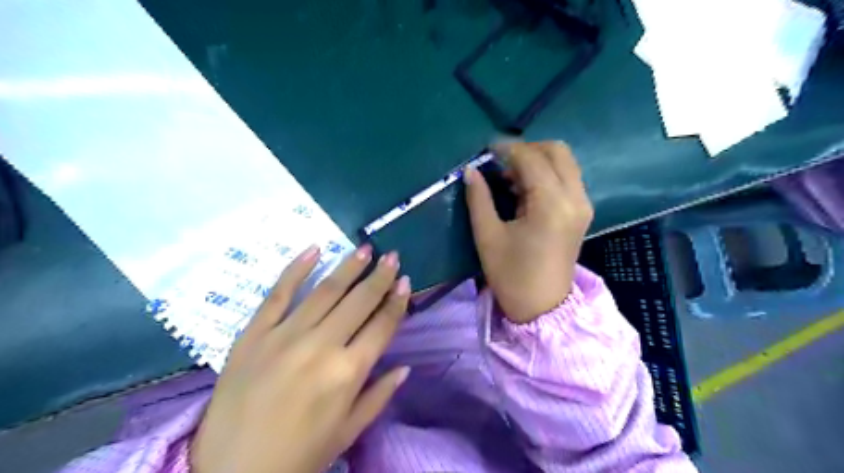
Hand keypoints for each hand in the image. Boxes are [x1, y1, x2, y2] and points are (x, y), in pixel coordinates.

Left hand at [192, 243, 413, 472]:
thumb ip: (379, 395)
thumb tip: (405, 367)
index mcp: (348, 372)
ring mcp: (285, 335)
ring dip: (348, 266)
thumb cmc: (299, 455)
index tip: (406, 282)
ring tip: (364, 248)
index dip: (397, 302)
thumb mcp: (348, 432)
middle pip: (358, 301)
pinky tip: (314, 249)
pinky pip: (278, 294)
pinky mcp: (254, 333)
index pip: (382, 326)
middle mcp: (321, 345)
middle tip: (391, 255)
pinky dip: (296, 269)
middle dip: (379, 276)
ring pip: (325, 291)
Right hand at [465, 141, 587, 324]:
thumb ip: (479, 198)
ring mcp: (582, 204)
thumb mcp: (488, 236)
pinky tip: (523, 188)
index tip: (485, 150)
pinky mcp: (582, 212)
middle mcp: (574, 197)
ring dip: (537, 160)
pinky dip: (546, 173)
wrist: (543, 307)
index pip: (531, 158)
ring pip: (564, 162)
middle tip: (499, 162)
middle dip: (526, 149)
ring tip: (508, 176)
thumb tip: (471, 171)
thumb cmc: (512, 275)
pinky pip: (567, 178)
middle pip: (556, 151)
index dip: (506, 149)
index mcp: (550, 203)